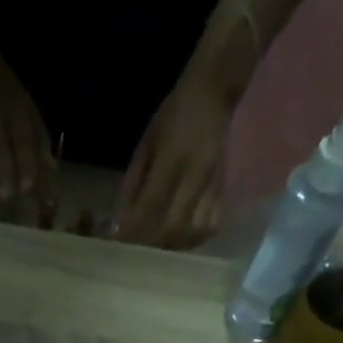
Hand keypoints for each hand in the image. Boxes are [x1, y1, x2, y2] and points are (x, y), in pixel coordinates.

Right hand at [0, 48, 55, 217]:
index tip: (27, 187)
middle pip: (1, 153)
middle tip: (8, 196)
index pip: (24, 142)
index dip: (26, 166)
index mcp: (17, 110)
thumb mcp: (27, 106)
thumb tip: (51, 168)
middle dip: (5, 177)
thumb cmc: (4, 88)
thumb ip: (39, 136)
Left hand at [115, 73, 232, 247]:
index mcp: (173, 157)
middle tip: (139, 250)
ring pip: (194, 231)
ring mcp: (213, 183)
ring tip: (160, 247)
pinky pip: (211, 225)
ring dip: (175, 245)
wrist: (215, 92)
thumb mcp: (146, 143)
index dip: (134, 228)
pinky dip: (194, 238)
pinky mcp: (223, 189)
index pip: (150, 204)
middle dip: (154, 244)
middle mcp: (195, 174)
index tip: (120, 243)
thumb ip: (132, 183)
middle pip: (174, 226)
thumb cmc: (174, 114)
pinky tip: (181, 238)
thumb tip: (119, 223)